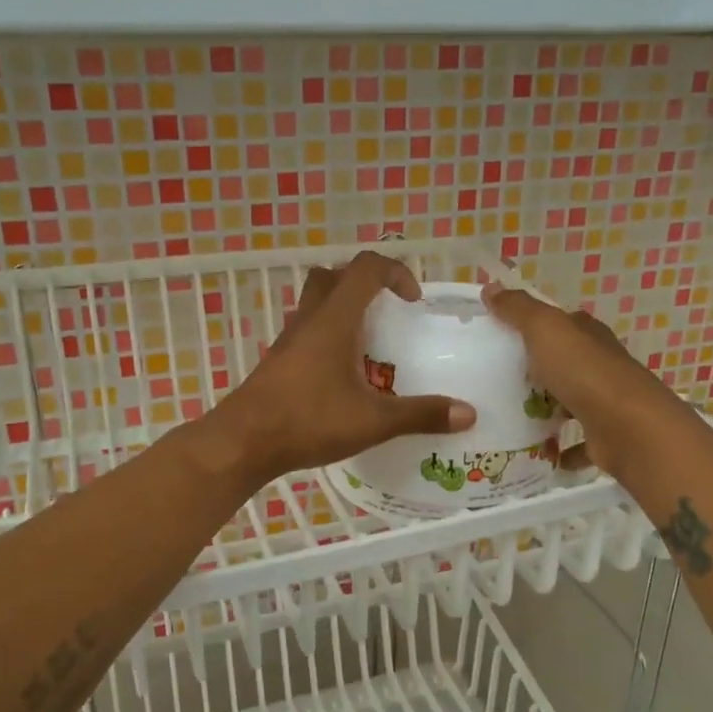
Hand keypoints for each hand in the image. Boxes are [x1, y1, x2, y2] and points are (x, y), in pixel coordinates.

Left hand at [208, 252, 475, 485]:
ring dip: (343, 309)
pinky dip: (328, 336)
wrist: (243, 442)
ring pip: (316, 303)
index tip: (413, 300)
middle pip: (334, 277)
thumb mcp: (373, 421)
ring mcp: (288, 339)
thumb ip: (421, 414)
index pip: (366, 269)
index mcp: (334, 320)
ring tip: (368, 345)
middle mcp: (309, 320)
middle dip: (365, 284)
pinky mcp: (277, 360)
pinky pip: (307, 331)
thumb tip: (469, 413)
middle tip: (387, 312)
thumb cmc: (308, 421)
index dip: (395, 272)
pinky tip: (341, 374)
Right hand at [481, 282, 672, 479]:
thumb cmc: (584, 372)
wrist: (628, 427)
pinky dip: (558, 448)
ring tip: (506, 418)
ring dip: (544, 410)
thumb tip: (491, 287)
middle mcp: (599, 365)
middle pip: (561, 363)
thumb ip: (518, 309)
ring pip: (567, 402)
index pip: (559, 323)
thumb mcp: (545, 329)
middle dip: (533, 371)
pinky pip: (574, 442)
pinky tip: (536, 452)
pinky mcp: (602, 436)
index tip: (498, 337)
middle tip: (492, 382)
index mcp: (587, 335)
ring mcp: (603, 402)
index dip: (531, 326)